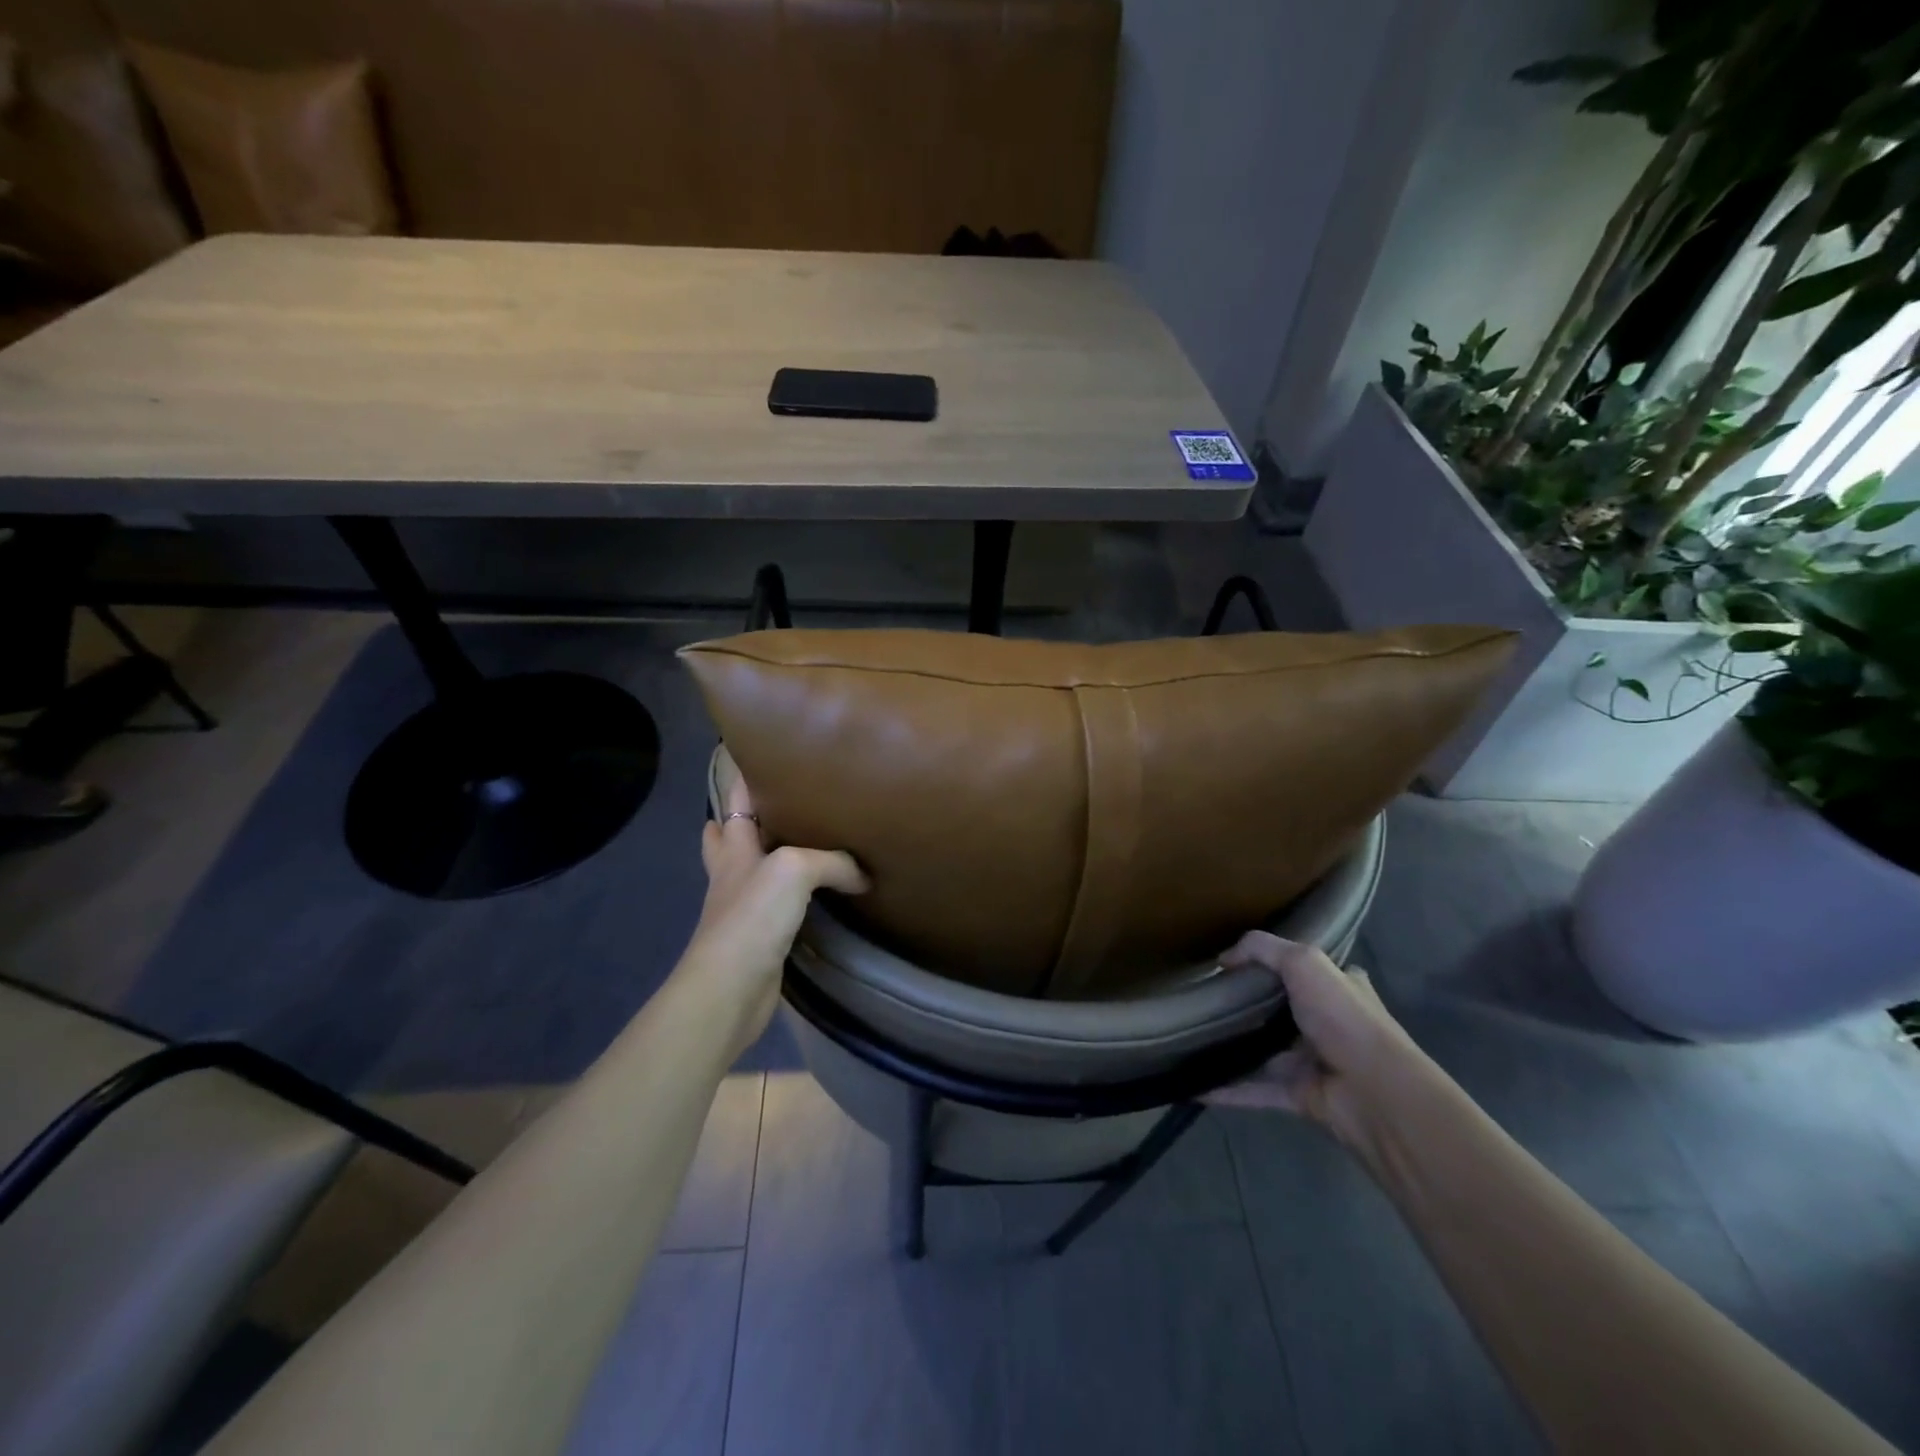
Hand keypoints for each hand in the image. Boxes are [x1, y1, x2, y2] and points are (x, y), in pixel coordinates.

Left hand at [675, 770, 867, 1053]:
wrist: (730, 987)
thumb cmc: (753, 916)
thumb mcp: (795, 869)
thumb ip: (832, 862)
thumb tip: (862, 874)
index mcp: (735, 846)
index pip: (734, 800)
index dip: (741, 775)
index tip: (756, 750)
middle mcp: (734, 872)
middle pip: (730, 833)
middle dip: (745, 815)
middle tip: (781, 798)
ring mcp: (743, 906)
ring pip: (753, 869)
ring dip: (768, 854)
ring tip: (803, 840)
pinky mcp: (759, 936)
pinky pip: (778, 904)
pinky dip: (792, 894)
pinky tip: (817, 893)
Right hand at [1204, 932, 1436, 1148]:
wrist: (1375, 1093)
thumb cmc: (1344, 1019)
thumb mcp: (1304, 962)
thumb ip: (1262, 949)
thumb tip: (1223, 958)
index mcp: (1341, 989)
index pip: (1310, 971)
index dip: (1279, 964)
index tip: (1240, 964)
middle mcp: (1330, 1024)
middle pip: (1283, 1011)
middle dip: (1250, 1006)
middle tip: (1207, 998)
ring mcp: (1315, 1063)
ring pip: (1266, 1052)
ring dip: (1236, 1048)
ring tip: (1193, 1037)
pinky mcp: (1300, 1096)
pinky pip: (1256, 1090)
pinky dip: (1228, 1090)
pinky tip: (1195, 1085)